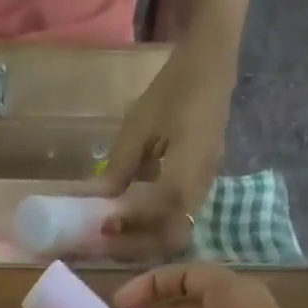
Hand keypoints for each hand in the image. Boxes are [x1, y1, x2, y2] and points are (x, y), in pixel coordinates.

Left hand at [85, 43, 235, 260]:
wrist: (212, 63)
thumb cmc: (174, 87)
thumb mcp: (139, 124)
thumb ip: (120, 166)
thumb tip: (95, 201)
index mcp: (190, 164)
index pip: (164, 210)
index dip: (135, 223)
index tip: (106, 225)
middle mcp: (202, 183)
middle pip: (173, 235)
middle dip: (139, 244)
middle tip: (107, 241)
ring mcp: (205, 187)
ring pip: (176, 232)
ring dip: (145, 239)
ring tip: (115, 234)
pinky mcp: (201, 186)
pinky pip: (177, 219)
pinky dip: (152, 226)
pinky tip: (130, 218)